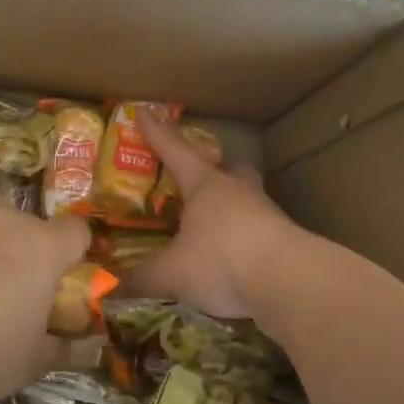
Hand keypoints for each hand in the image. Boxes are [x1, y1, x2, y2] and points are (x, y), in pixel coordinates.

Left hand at [0, 196, 89, 403]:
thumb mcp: (29, 364)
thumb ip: (66, 349)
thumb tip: (94, 347)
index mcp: (43, 248)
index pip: (77, 233)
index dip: (72, 254)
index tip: (59, 282)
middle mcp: (7, 217)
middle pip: (28, 222)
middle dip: (24, 246)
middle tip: (6, 287)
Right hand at [123, 107, 305, 317]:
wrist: (290, 281)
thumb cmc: (223, 260)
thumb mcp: (171, 273)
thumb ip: (142, 279)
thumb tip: (112, 290)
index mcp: (205, 185)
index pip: (175, 150)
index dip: (157, 133)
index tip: (145, 112)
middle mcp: (237, 191)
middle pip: (226, 168)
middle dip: (212, 167)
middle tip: (199, 174)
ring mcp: (265, 214)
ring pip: (245, 198)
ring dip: (230, 205)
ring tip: (212, 223)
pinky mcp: (283, 241)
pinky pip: (257, 231)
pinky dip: (241, 239)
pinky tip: (231, 258)